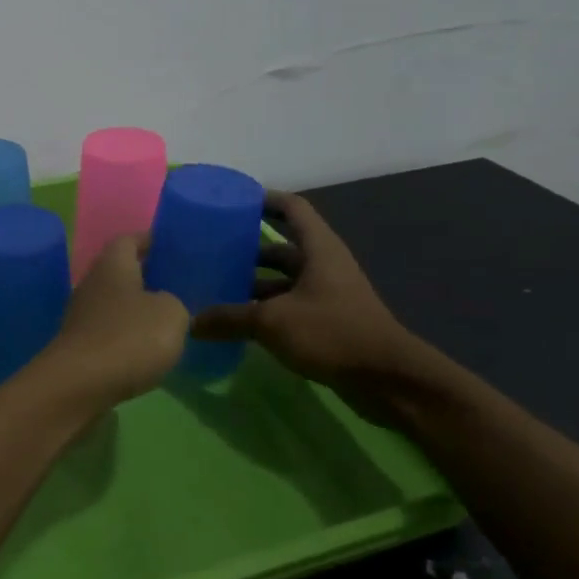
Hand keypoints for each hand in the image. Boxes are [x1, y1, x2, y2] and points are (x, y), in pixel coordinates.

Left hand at [34, 233, 188, 408]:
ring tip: (168, 318)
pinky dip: (127, 334)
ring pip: (114, 302)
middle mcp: (92, 283)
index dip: (150, 240)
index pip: (129, 239)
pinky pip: (109, 329)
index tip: (172, 247)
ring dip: (137, 307)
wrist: (78, 385)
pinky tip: (147, 348)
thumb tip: (166, 305)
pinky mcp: (79, 345)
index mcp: (112, 264)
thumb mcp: (171, 314)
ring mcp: (81, 315)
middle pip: (120, 270)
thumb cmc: (129, 337)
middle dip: (147, 275)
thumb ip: (175, 302)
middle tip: (178, 284)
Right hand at [191, 191, 416, 388]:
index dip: (264, 199)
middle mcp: (324, 264)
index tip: (233, 201)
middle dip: (249, 248)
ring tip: (218, 288)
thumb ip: (229, 318)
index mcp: (318, 248)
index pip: (291, 207)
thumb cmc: (331, 333)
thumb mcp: (271, 322)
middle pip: (282, 246)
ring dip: (255, 283)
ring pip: (284, 280)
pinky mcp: (328, 321)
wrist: (387, 379)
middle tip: (213, 251)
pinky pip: (290, 305)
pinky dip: (266, 309)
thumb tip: (190, 323)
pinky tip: (239, 322)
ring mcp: (328, 294)